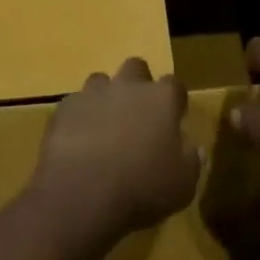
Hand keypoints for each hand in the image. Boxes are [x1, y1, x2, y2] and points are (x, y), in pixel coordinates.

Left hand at [31, 58, 201, 238]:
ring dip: (105, 97)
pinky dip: (79, 117)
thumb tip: (195, 149)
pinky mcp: (64, 108)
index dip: (175, 100)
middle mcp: (127, 86)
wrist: (81, 192)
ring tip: (104, 126)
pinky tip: (78, 141)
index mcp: (161, 99)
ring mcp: (92, 94)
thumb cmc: (142, 187)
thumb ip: (191, 162)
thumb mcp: (182, 185)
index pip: (174, 85)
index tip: (175, 118)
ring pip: (101, 81)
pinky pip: (75, 104)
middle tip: (138, 114)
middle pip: (136, 67)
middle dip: (138, 83)